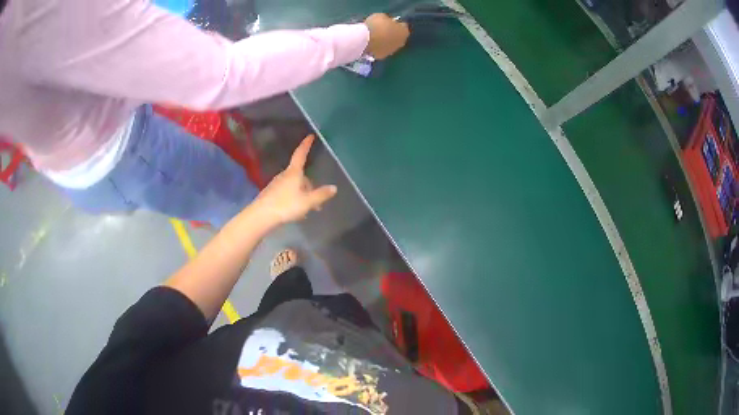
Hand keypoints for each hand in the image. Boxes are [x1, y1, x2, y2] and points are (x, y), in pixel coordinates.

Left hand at [252, 135, 336, 224]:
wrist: (261, 216)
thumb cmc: (285, 205)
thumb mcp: (307, 202)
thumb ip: (321, 195)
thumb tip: (333, 188)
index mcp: (293, 173)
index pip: (301, 154)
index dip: (306, 145)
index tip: (310, 136)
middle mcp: (284, 175)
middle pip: (300, 175)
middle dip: (309, 186)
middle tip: (316, 203)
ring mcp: (276, 184)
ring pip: (294, 185)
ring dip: (302, 194)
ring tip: (306, 210)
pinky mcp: (271, 193)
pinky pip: (286, 192)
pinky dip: (293, 198)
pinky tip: (295, 211)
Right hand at [364, 13, 409, 59]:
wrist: (365, 40)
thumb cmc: (375, 25)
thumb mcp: (382, 16)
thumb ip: (387, 20)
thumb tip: (387, 23)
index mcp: (404, 31)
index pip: (402, 25)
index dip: (395, 23)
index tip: (389, 22)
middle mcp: (401, 43)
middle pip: (398, 36)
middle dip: (392, 33)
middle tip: (382, 30)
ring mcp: (392, 51)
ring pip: (390, 44)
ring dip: (386, 41)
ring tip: (376, 37)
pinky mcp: (382, 56)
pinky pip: (382, 50)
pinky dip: (378, 47)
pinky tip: (371, 44)